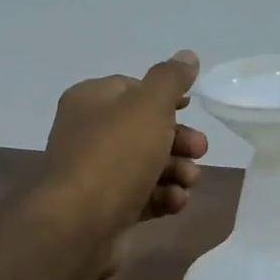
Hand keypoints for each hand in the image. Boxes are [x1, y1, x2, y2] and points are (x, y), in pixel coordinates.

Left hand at [41, 51, 208, 271]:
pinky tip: (175, 202)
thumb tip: (187, 55)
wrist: (80, 224)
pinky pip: (143, 196)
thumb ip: (171, 79)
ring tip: (189, 181)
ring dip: (176, 171)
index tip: (191, 107)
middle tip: (199, 150)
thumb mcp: (149, 106)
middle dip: (179, 140)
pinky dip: (162, 197)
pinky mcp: (108, 208)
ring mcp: (97, 174)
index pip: (132, 88)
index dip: (165, 97)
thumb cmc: (115, 155)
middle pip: (145, 130)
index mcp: (90, 101)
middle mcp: (89, 134)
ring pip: (148, 165)